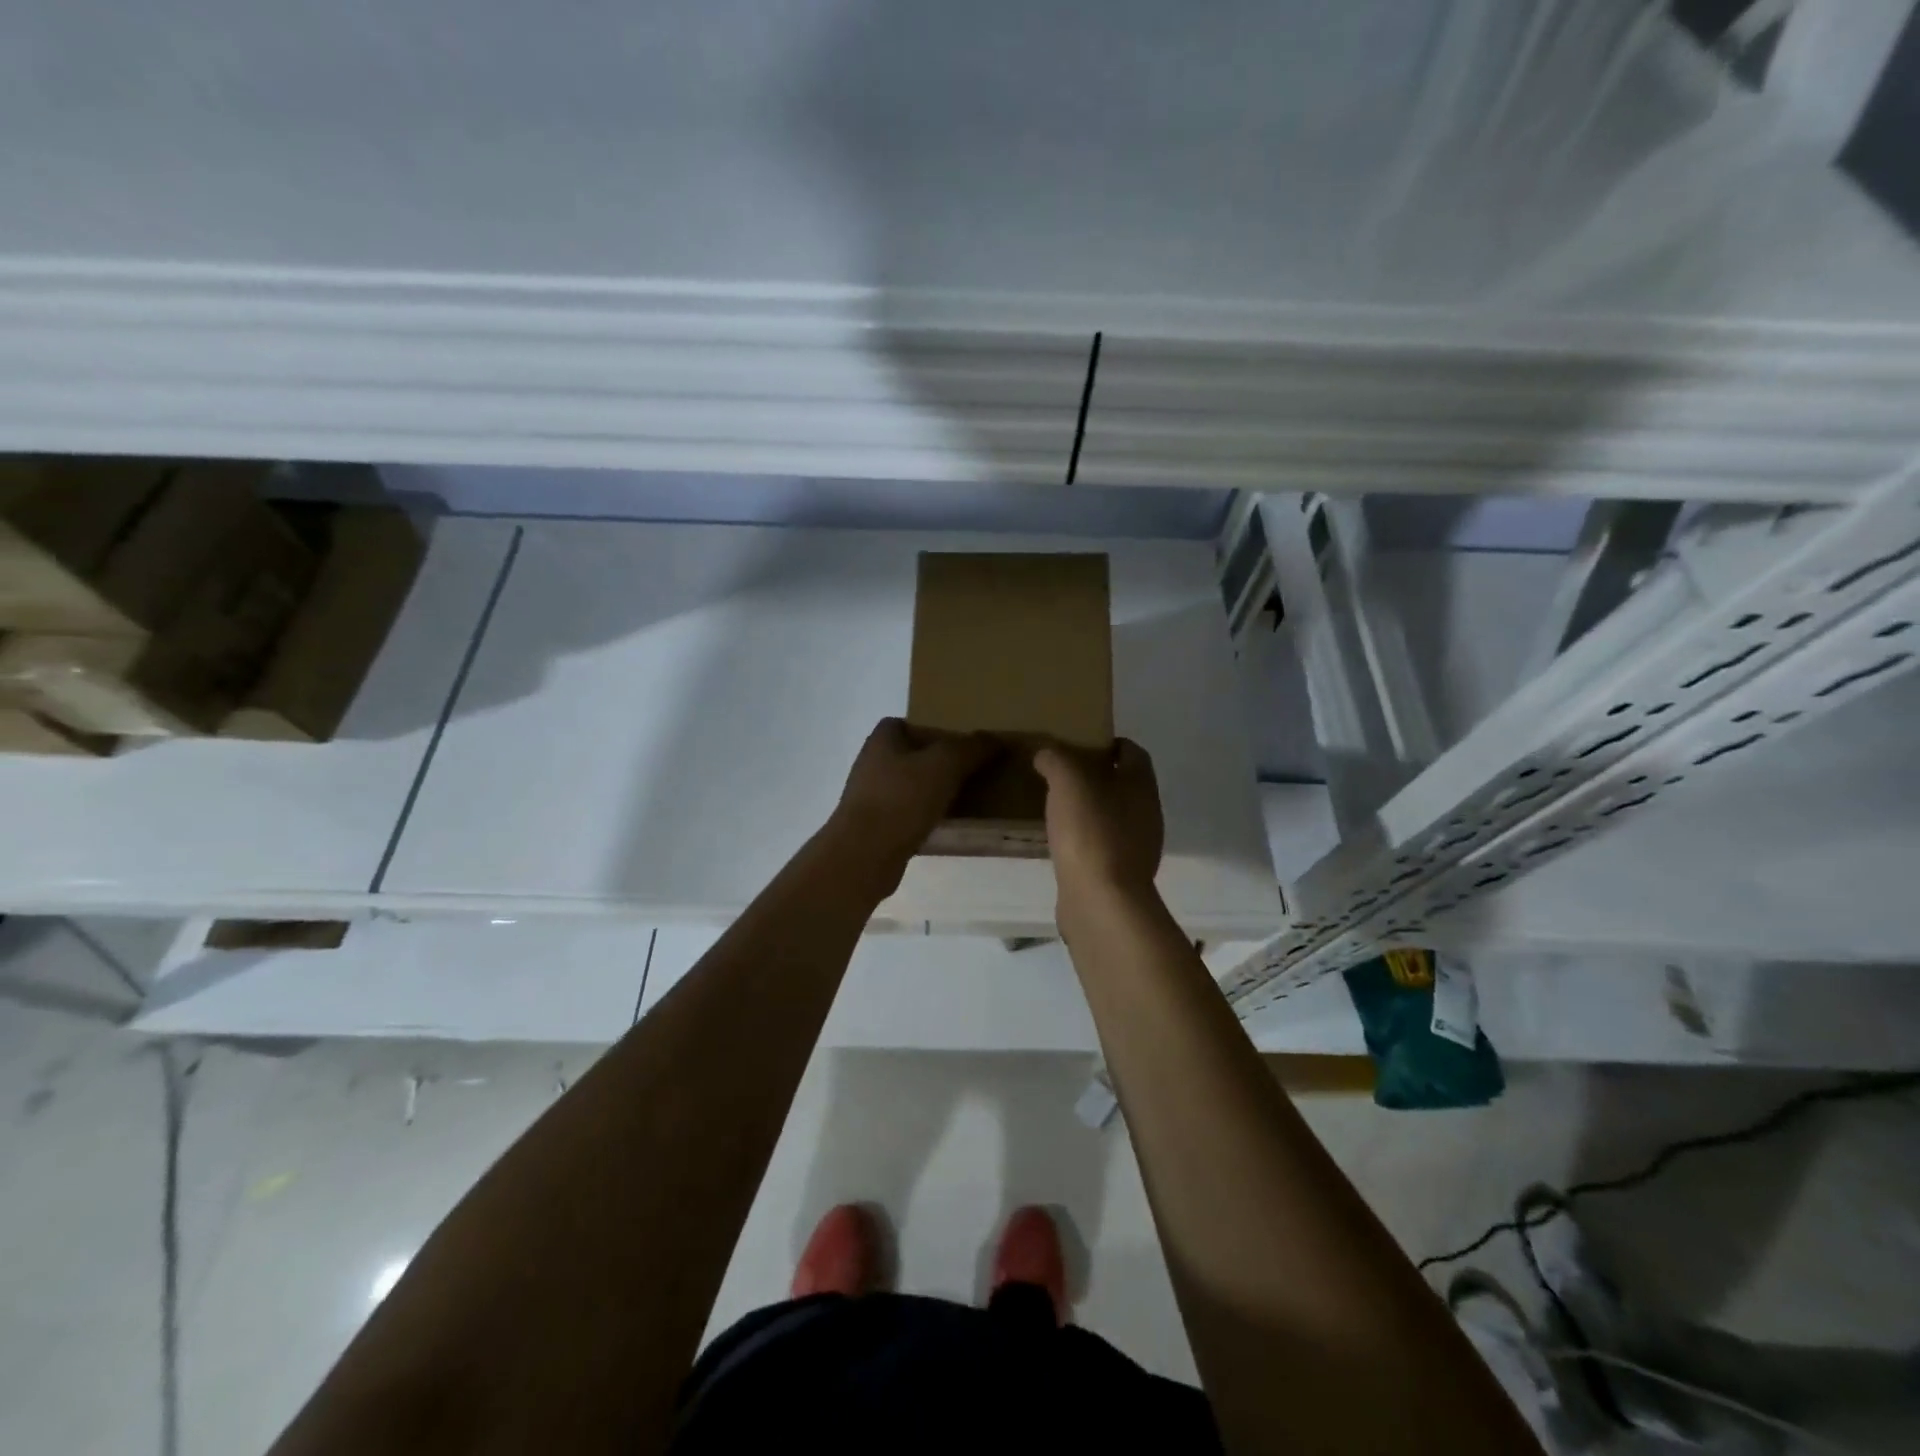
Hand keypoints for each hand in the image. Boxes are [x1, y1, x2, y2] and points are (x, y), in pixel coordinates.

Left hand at [825, 718, 994, 889]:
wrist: (865, 855)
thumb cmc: (902, 799)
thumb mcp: (945, 764)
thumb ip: (971, 748)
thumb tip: (995, 740)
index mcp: (881, 740)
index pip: (908, 723)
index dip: (934, 730)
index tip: (961, 744)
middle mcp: (872, 764)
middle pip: (913, 756)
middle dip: (940, 763)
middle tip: (972, 770)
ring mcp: (871, 797)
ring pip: (911, 787)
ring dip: (935, 791)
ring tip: (967, 798)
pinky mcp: (876, 827)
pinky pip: (909, 814)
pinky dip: (927, 817)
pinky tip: (948, 825)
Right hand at [1034, 738, 1163, 905]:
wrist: (1101, 900)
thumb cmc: (1090, 830)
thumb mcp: (1066, 780)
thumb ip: (1056, 758)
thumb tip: (1046, 753)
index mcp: (1141, 784)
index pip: (1132, 751)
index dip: (1108, 743)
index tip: (1078, 744)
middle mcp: (1147, 812)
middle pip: (1123, 784)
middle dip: (1096, 777)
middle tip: (1061, 774)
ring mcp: (1138, 847)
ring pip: (1113, 816)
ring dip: (1090, 810)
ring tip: (1057, 807)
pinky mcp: (1121, 874)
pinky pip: (1103, 846)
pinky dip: (1085, 839)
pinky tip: (1062, 842)